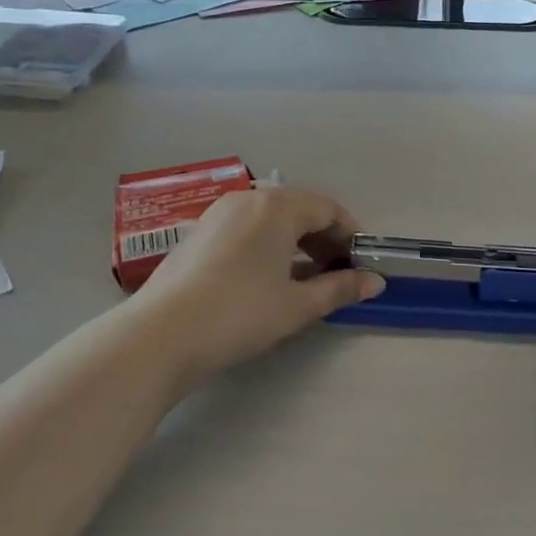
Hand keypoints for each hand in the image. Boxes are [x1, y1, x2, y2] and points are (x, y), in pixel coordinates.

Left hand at [131, 186, 384, 381]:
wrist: (158, 336)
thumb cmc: (239, 314)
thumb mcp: (297, 305)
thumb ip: (340, 288)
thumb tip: (376, 282)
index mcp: (277, 206)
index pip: (328, 209)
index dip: (351, 235)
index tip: (362, 263)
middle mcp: (249, 198)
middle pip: (300, 209)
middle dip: (325, 238)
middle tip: (338, 273)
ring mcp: (219, 214)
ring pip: (272, 219)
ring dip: (296, 243)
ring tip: (306, 278)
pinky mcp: (199, 233)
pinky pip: (247, 228)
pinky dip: (268, 245)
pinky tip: (268, 279)